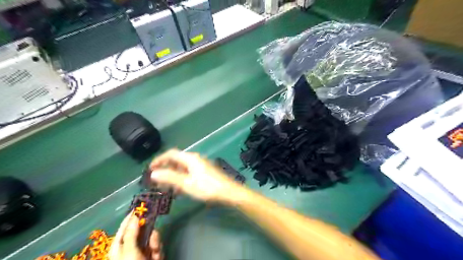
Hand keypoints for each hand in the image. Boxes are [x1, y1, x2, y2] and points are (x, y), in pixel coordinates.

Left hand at [110, 213, 163, 259]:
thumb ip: (132, 232)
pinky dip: (158, 251)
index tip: (141, 205)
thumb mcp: (129, 250)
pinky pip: (157, 245)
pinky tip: (156, 257)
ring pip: (152, 236)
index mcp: (119, 246)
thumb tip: (135, 214)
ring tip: (155, 251)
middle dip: (149, 232)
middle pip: (142, 230)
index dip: (132, 216)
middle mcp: (130, 247)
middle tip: (152, 235)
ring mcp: (141, 251)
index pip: (125, 226)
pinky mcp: (151, 254)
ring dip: (155, 243)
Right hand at [151, 150, 245, 202]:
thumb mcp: (186, 183)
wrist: (228, 192)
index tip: (150, 169)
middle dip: (165, 168)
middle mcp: (195, 159)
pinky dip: (181, 179)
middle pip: (177, 160)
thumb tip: (153, 173)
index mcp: (190, 158)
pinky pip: (189, 173)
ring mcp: (201, 165)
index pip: (171, 154)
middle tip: (156, 179)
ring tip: (165, 187)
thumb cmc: (207, 187)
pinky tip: (179, 189)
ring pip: (183, 168)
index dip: (159, 159)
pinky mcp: (205, 172)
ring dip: (173, 175)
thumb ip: (170, 178)